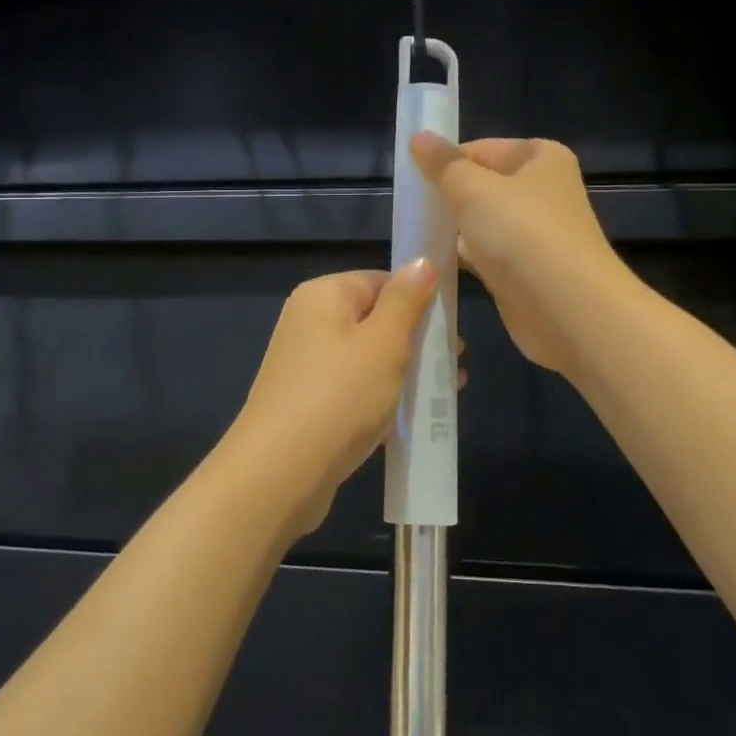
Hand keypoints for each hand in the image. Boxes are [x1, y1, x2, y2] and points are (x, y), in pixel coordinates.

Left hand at [224, 262, 439, 535]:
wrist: (279, 473)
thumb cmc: (339, 396)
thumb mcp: (384, 342)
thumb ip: (407, 300)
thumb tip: (422, 261)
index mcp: (323, 296)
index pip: (381, 281)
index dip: (419, 299)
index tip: (452, 326)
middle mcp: (309, 323)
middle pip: (375, 319)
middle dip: (418, 339)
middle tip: (456, 360)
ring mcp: (306, 365)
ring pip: (368, 358)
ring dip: (407, 370)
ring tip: (448, 389)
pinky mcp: (308, 404)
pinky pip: (355, 389)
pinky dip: (384, 397)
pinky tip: (415, 417)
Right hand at [411, 134, 629, 376]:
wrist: (567, 310)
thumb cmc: (523, 234)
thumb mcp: (474, 190)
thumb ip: (444, 165)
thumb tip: (418, 136)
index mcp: (541, 158)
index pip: (481, 149)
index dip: (446, 162)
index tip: (411, 178)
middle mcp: (542, 191)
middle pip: (481, 185)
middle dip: (447, 196)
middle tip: (408, 206)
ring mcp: (533, 233)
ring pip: (481, 221)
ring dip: (451, 227)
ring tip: (412, 231)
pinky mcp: (522, 270)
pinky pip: (483, 254)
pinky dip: (461, 255)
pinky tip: (429, 261)